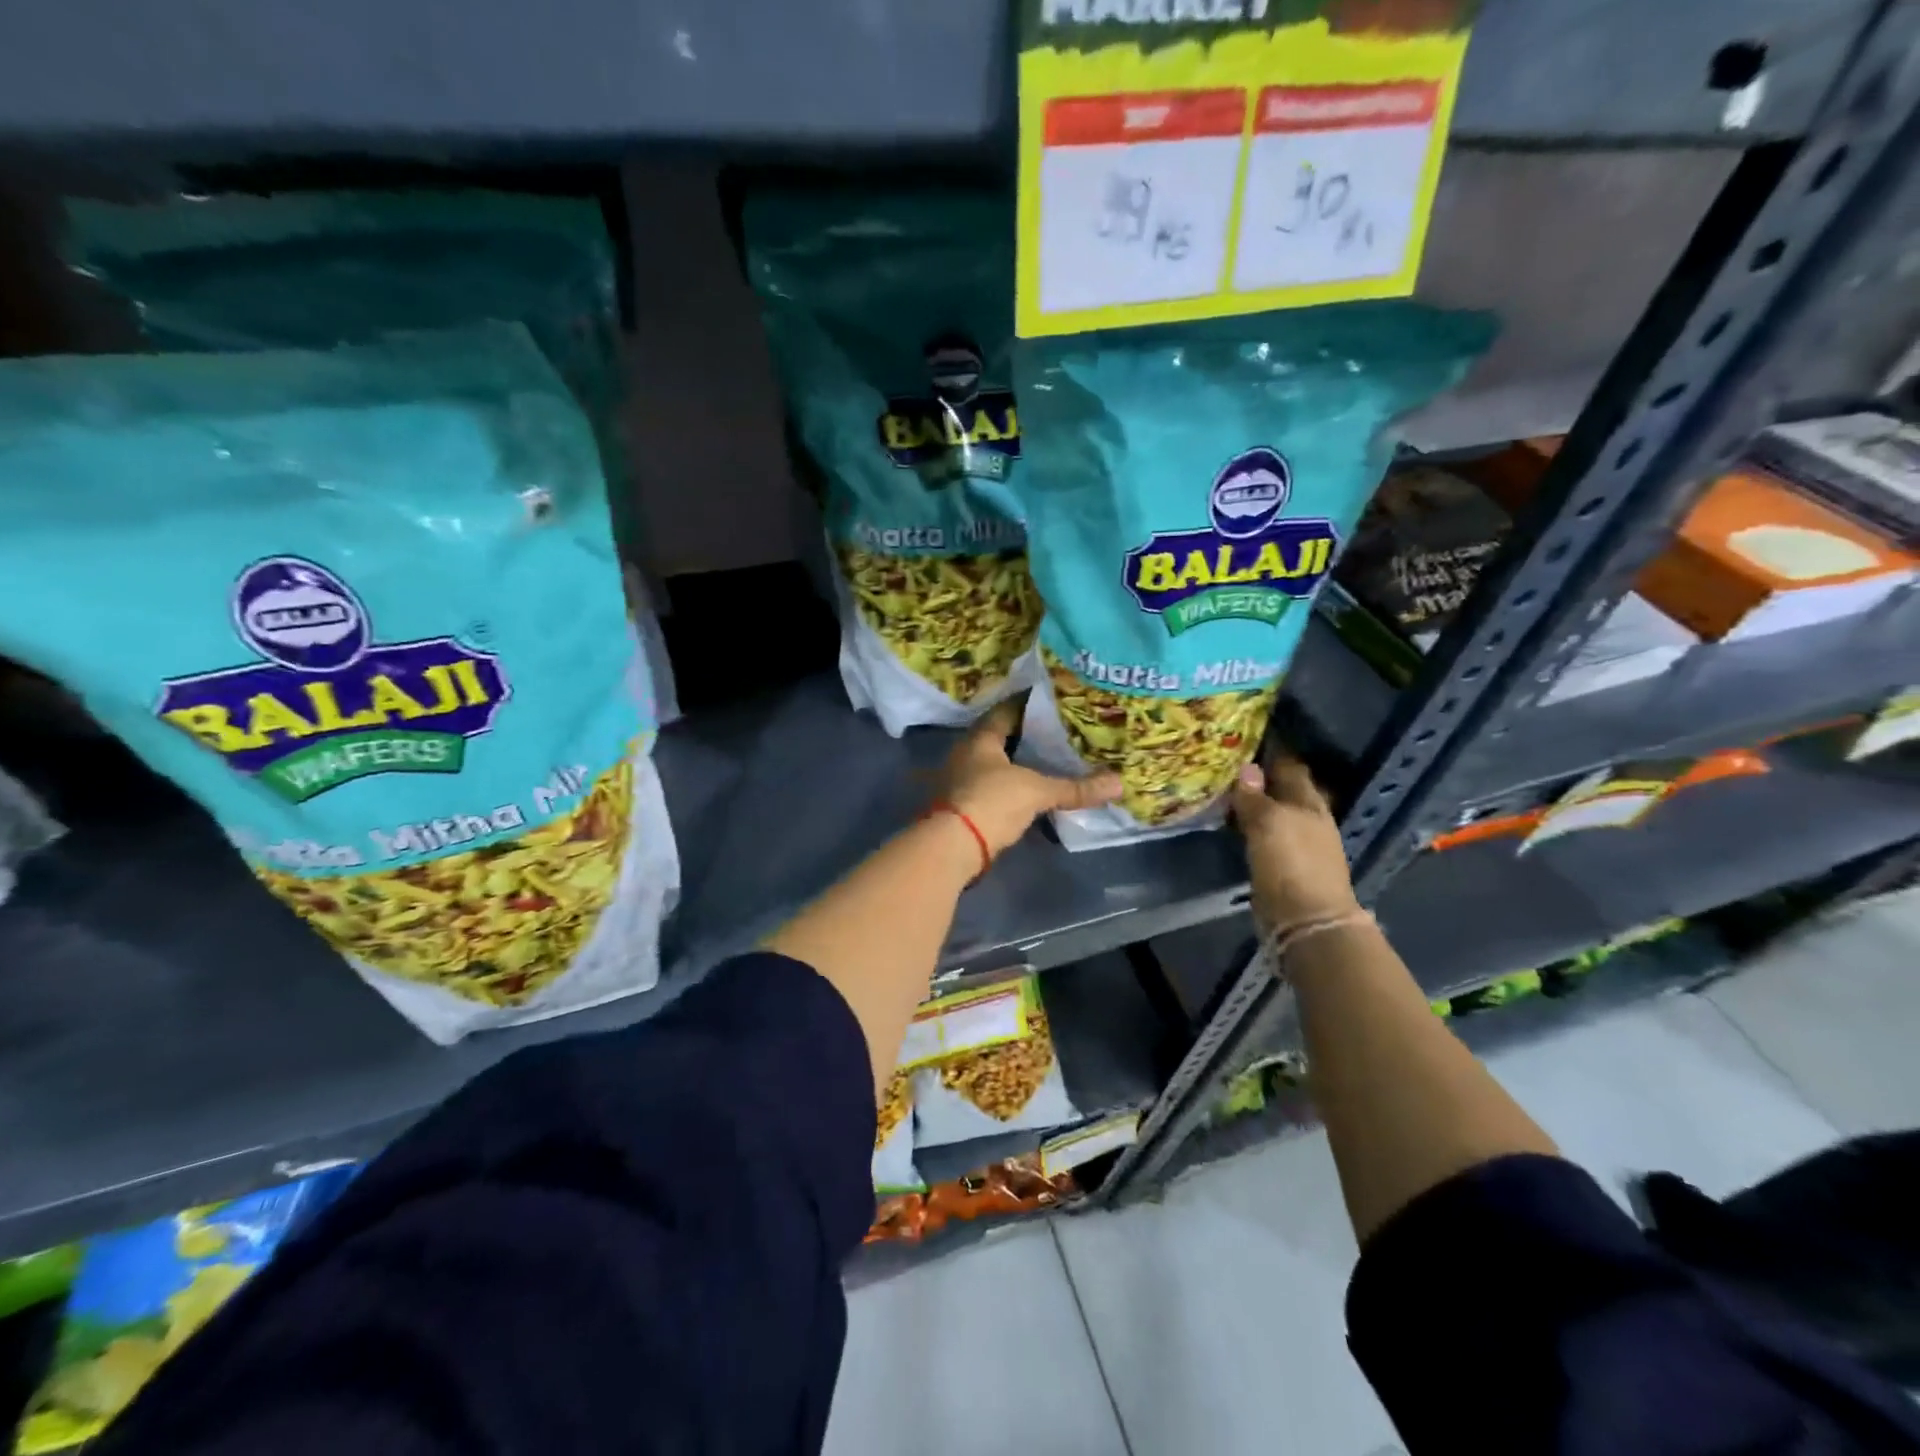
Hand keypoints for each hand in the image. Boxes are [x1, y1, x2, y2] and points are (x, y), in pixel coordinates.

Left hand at [939, 701, 1122, 856]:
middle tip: (1054, 732)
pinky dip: (1006, 787)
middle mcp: (963, 754)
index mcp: (979, 739)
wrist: (952, 846)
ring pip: (991, 764)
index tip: (1049, 700)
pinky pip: (987, 787)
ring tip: (1044, 761)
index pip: (1004, 711)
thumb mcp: (1037, 792)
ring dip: (1013, 763)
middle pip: (996, 738)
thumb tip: (1118, 783)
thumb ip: (1075, 788)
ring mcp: (958, 781)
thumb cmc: (992, 802)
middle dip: (1023, 736)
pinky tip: (1025, 792)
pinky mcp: (958, 806)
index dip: (1026, 704)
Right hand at [1230, 753, 1361, 933]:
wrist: (1306, 921)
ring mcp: (1298, 844)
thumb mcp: (1268, 823)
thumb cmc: (1291, 863)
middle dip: (1260, 778)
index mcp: (1310, 802)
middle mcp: (1307, 819)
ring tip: (1224, 791)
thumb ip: (1255, 796)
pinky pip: (1264, 836)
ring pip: (1272, 813)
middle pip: (1282, 790)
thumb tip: (1247, 768)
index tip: (1246, 738)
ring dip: (1253, 804)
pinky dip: (1250, 826)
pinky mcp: (1284, 866)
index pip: (1290, 767)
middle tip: (1227, 764)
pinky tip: (1233, 824)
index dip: (1272, 752)